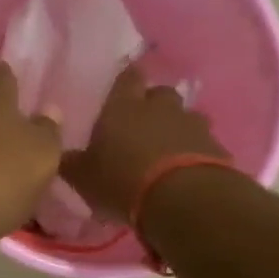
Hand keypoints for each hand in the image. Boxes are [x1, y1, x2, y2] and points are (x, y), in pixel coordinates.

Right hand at [61, 64, 228, 220]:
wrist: (183, 199)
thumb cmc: (122, 181)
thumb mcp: (84, 177)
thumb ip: (72, 163)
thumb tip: (62, 155)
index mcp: (123, 107)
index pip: (127, 78)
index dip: (127, 79)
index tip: (125, 84)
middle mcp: (160, 108)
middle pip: (160, 94)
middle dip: (153, 105)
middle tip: (143, 124)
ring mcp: (192, 125)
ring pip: (186, 117)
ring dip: (177, 128)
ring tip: (168, 149)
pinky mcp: (216, 148)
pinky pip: (204, 143)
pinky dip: (196, 152)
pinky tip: (187, 171)